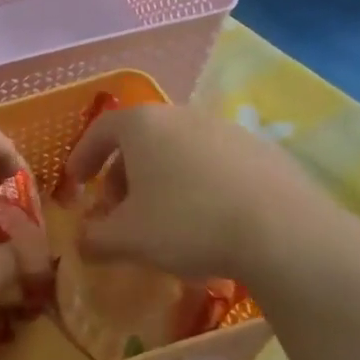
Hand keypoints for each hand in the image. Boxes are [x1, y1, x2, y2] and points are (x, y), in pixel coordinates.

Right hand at [60, 102, 345, 287]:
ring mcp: (227, 129)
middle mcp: (183, 115)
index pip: (101, 129)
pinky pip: (214, 163)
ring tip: (162, 217)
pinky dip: (198, 183)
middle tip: (117, 208)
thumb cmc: (187, 224)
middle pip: (141, 139)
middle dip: (122, 173)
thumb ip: (94, 239)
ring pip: (179, 150)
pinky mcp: (262, 151)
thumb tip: (81, 244)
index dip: (83, 155)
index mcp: (144, 125)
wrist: (283, 232)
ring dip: (160, 178)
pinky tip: (206, 219)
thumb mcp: (127, 239)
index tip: (76, 182)